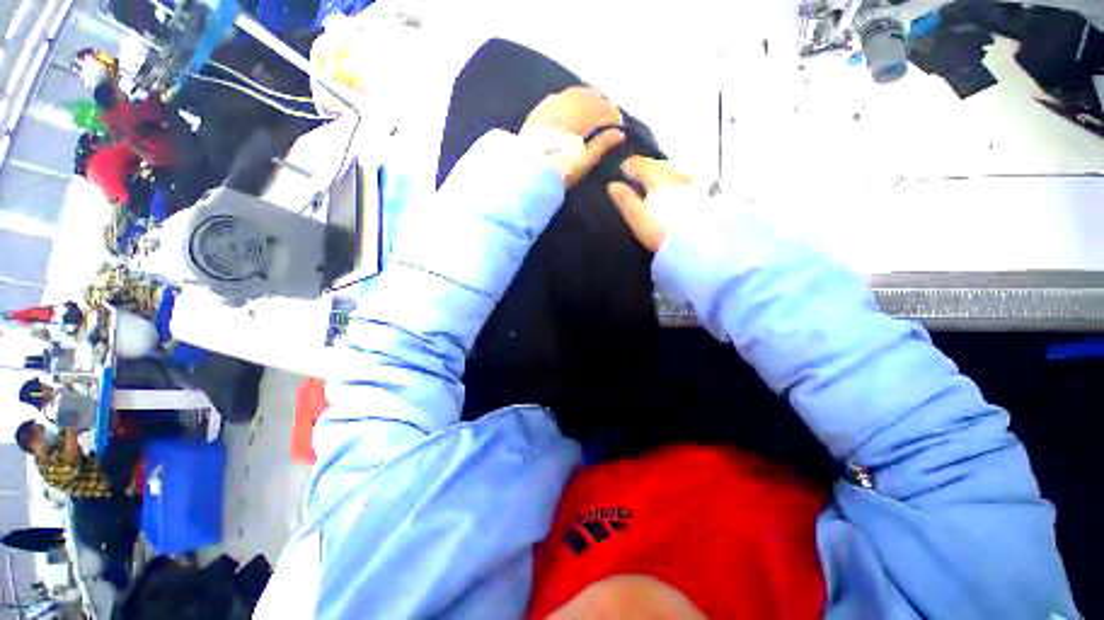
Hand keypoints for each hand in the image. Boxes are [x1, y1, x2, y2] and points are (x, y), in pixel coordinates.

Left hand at [521, 87, 624, 185]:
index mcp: (579, 121)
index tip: (620, 123)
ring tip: (596, 99)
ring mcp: (550, 107)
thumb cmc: (559, 172)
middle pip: (588, 99)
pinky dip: (570, 94)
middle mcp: (565, 107)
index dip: (613, 116)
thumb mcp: (583, 163)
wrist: (527, 175)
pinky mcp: (538, 111)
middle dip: (602, 103)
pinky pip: (558, 95)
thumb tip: (619, 133)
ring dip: (588, 95)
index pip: (601, 111)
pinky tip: (573, 98)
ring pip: (573, 93)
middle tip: (611, 110)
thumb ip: (601, 145)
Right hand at [607, 156, 693, 251]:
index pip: (642, 164)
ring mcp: (694, 184)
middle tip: (639, 174)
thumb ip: (625, 200)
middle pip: (661, 164)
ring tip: (657, 181)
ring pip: (676, 170)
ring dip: (665, 172)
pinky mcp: (705, 196)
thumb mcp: (637, 218)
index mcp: (659, 179)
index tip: (622, 168)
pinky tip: (679, 189)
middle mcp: (677, 175)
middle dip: (649, 166)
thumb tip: (612, 185)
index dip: (630, 165)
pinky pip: (689, 180)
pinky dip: (679, 181)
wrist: (696, 246)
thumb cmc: (661, 232)